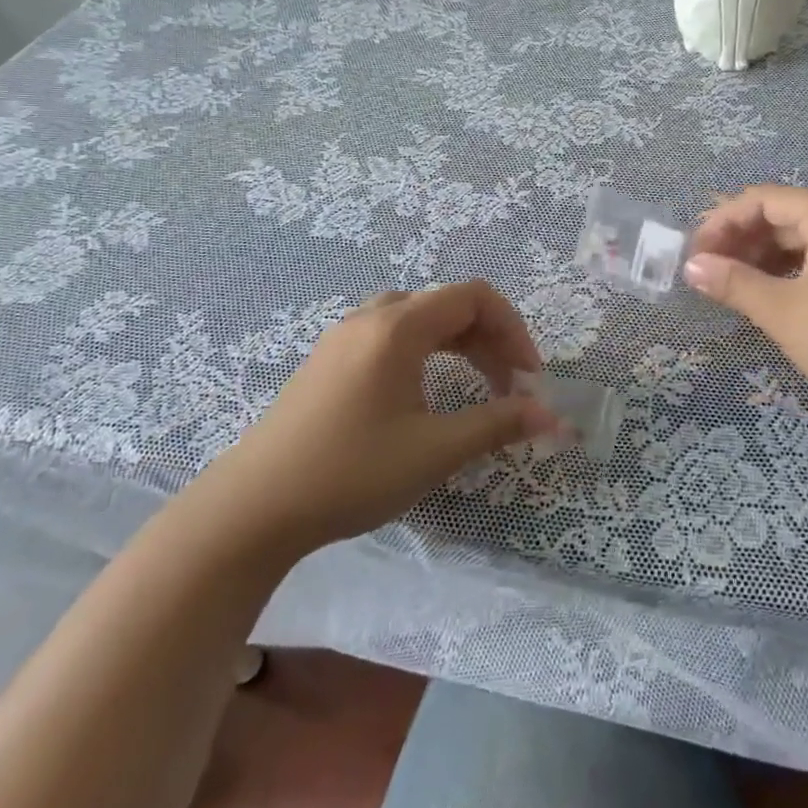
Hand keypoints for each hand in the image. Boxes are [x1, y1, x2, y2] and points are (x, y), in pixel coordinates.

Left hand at [200, 282, 556, 557]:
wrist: (253, 509)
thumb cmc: (351, 472)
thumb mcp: (435, 450)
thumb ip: (498, 424)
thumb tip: (554, 417)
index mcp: (398, 327)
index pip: (474, 297)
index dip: (512, 330)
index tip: (528, 378)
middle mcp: (370, 318)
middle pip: (447, 305)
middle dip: (489, 340)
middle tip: (510, 387)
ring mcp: (342, 338)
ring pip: (418, 320)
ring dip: (458, 345)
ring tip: (477, 387)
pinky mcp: (327, 362)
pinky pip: (391, 337)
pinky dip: (425, 353)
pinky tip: (425, 393)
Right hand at [684, 185, 807, 430]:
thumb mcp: (783, 311)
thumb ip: (734, 283)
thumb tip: (692, 267)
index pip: (764, 199)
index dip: (722, 221)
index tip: (694, 254)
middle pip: (784, 217)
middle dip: (740, 240)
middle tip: (706, 273)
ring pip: (803, 244)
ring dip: (762, 260)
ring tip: (731, 288)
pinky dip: (789, 276)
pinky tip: (770, 301)